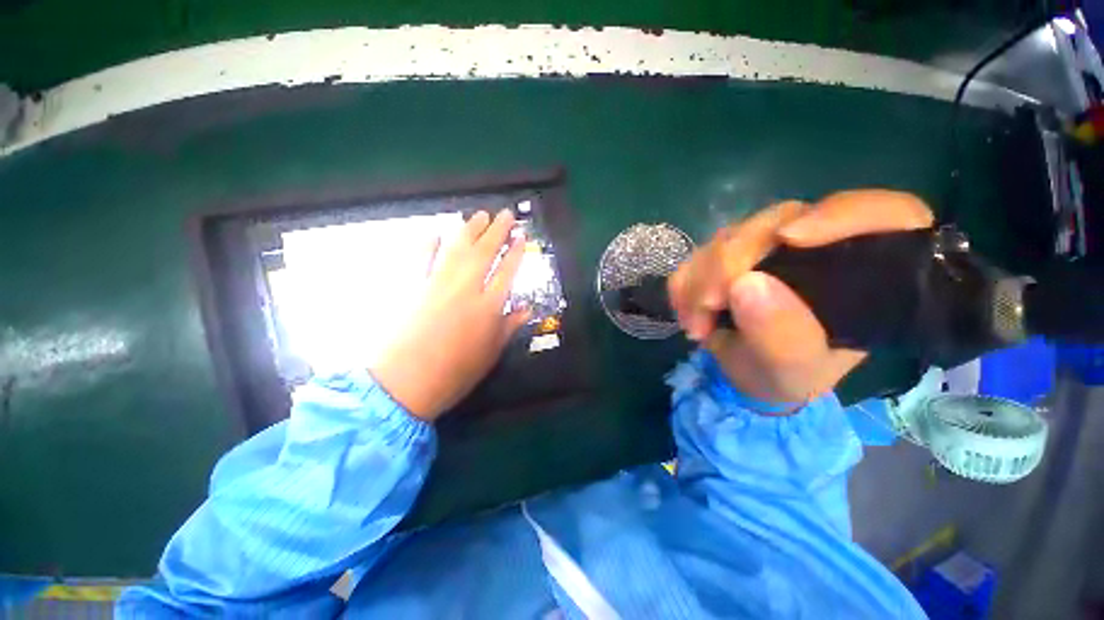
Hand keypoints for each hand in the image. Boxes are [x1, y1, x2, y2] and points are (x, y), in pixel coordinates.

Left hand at [371, 209, 529, 420]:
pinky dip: (428, 244)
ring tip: (479, 215)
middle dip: (497, 231)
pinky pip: (421, 258)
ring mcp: (436, 284)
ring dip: (469, 229)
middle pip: (484, 252)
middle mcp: (465, 288)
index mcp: (488, 306)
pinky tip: (435, 233)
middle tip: (504, 214)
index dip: (515, 252)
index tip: (520, 237)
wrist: (404, 384)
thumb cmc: (455, 373)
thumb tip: (527, 309)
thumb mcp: (491, 353)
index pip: (507, 271)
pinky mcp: (411, 286)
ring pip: (456, 248)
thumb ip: (509, 326)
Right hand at [668, 190, 933, 409]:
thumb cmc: (787, 375)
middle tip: (708, 306)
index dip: (840, 214)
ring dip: (700, 279)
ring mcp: (767, 246)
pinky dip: (685, 283)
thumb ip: (782, 336)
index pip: (885, 213)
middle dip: (731, 263)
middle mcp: (818, 246)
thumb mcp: (794, 370)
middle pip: (779, 221)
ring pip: (730, 236)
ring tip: (697, 323)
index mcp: (865, 272)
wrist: (748, 373)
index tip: (788, 238)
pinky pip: (698, 253)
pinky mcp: (729, 253)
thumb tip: (745, 284)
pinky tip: (689, 313)